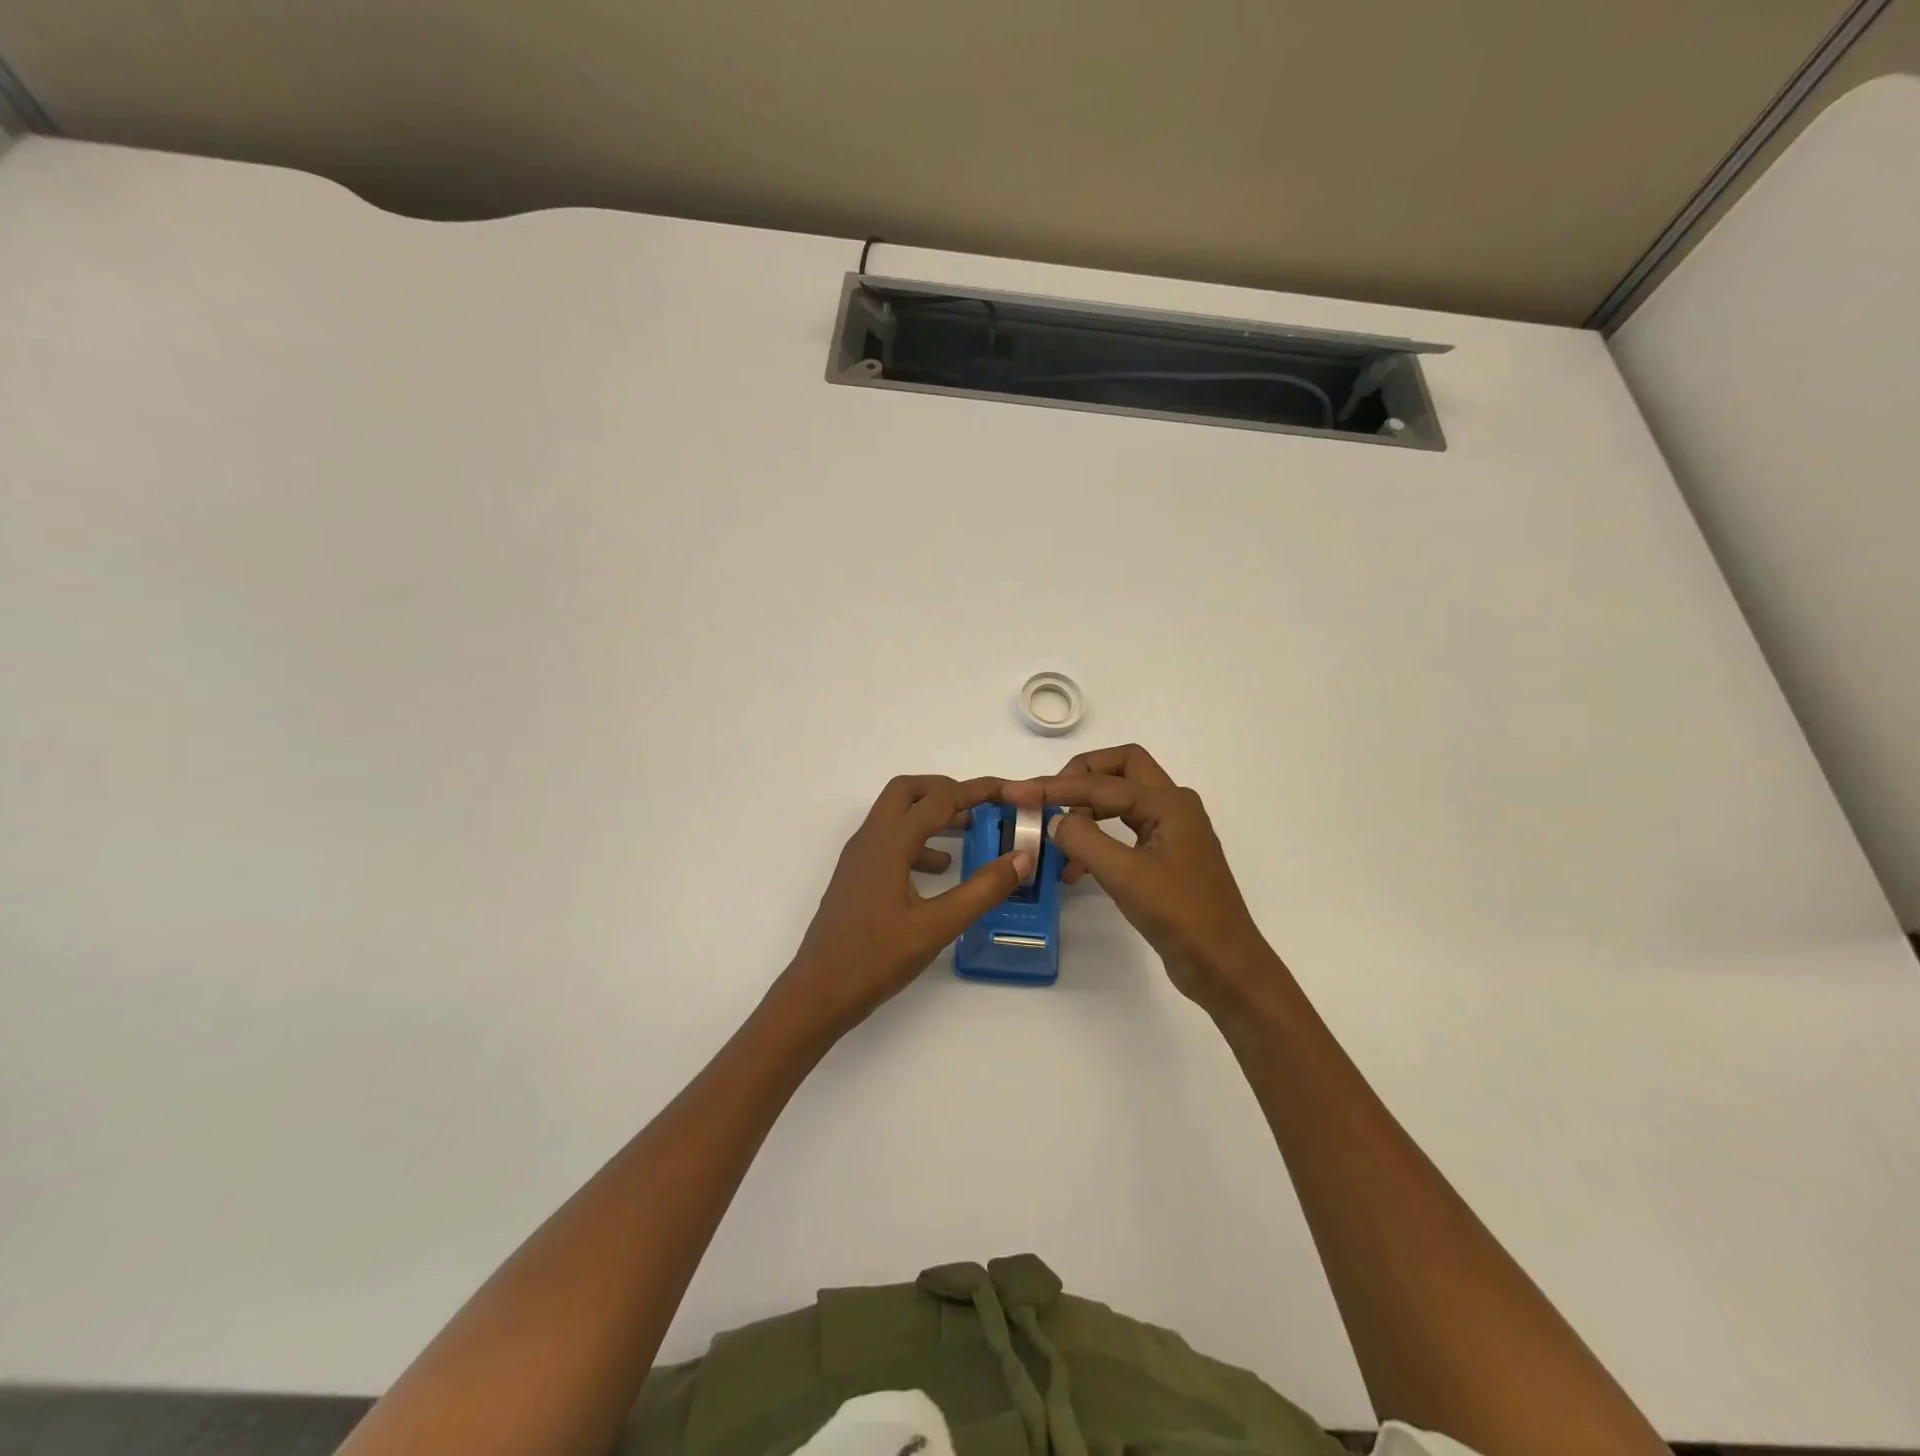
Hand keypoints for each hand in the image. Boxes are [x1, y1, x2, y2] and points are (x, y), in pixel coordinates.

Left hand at [771, 775, 1031, 1040]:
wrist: (817, 993)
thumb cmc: (875, 958)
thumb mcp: (937, 926)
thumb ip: (982, 890)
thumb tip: (1021, 859)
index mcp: (889, 843)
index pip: (940, 799)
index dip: (978, 790)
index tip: (1010, 790)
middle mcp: (870, 839)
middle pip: (908, 791)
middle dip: (946, 790)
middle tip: (980, 806)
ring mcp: (858, 858)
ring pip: (896, 815)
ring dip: (931, 815)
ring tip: (969, 834)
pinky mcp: (856, 877)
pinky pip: (889, 842)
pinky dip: (917, 842)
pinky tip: (939, 870)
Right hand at [1001, 745, 1280, 1014]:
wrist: (1223, 964)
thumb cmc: (1179, 915)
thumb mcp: (1125, 875)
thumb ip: (1084, 840)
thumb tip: (1054, 820)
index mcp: (1169, 803)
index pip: (1101, 784)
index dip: (1055, 787)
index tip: (1017, 793)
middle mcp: (1173, 806)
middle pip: (1121, 769)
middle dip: (1081, 776)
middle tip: (1049, 796)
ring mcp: (1172, 831)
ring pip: (1122, 799)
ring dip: (1088, 810)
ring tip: (1057, 840)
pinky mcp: (1167, 855)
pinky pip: (1125, 829)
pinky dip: (1098, 837)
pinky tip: (1077, 869)